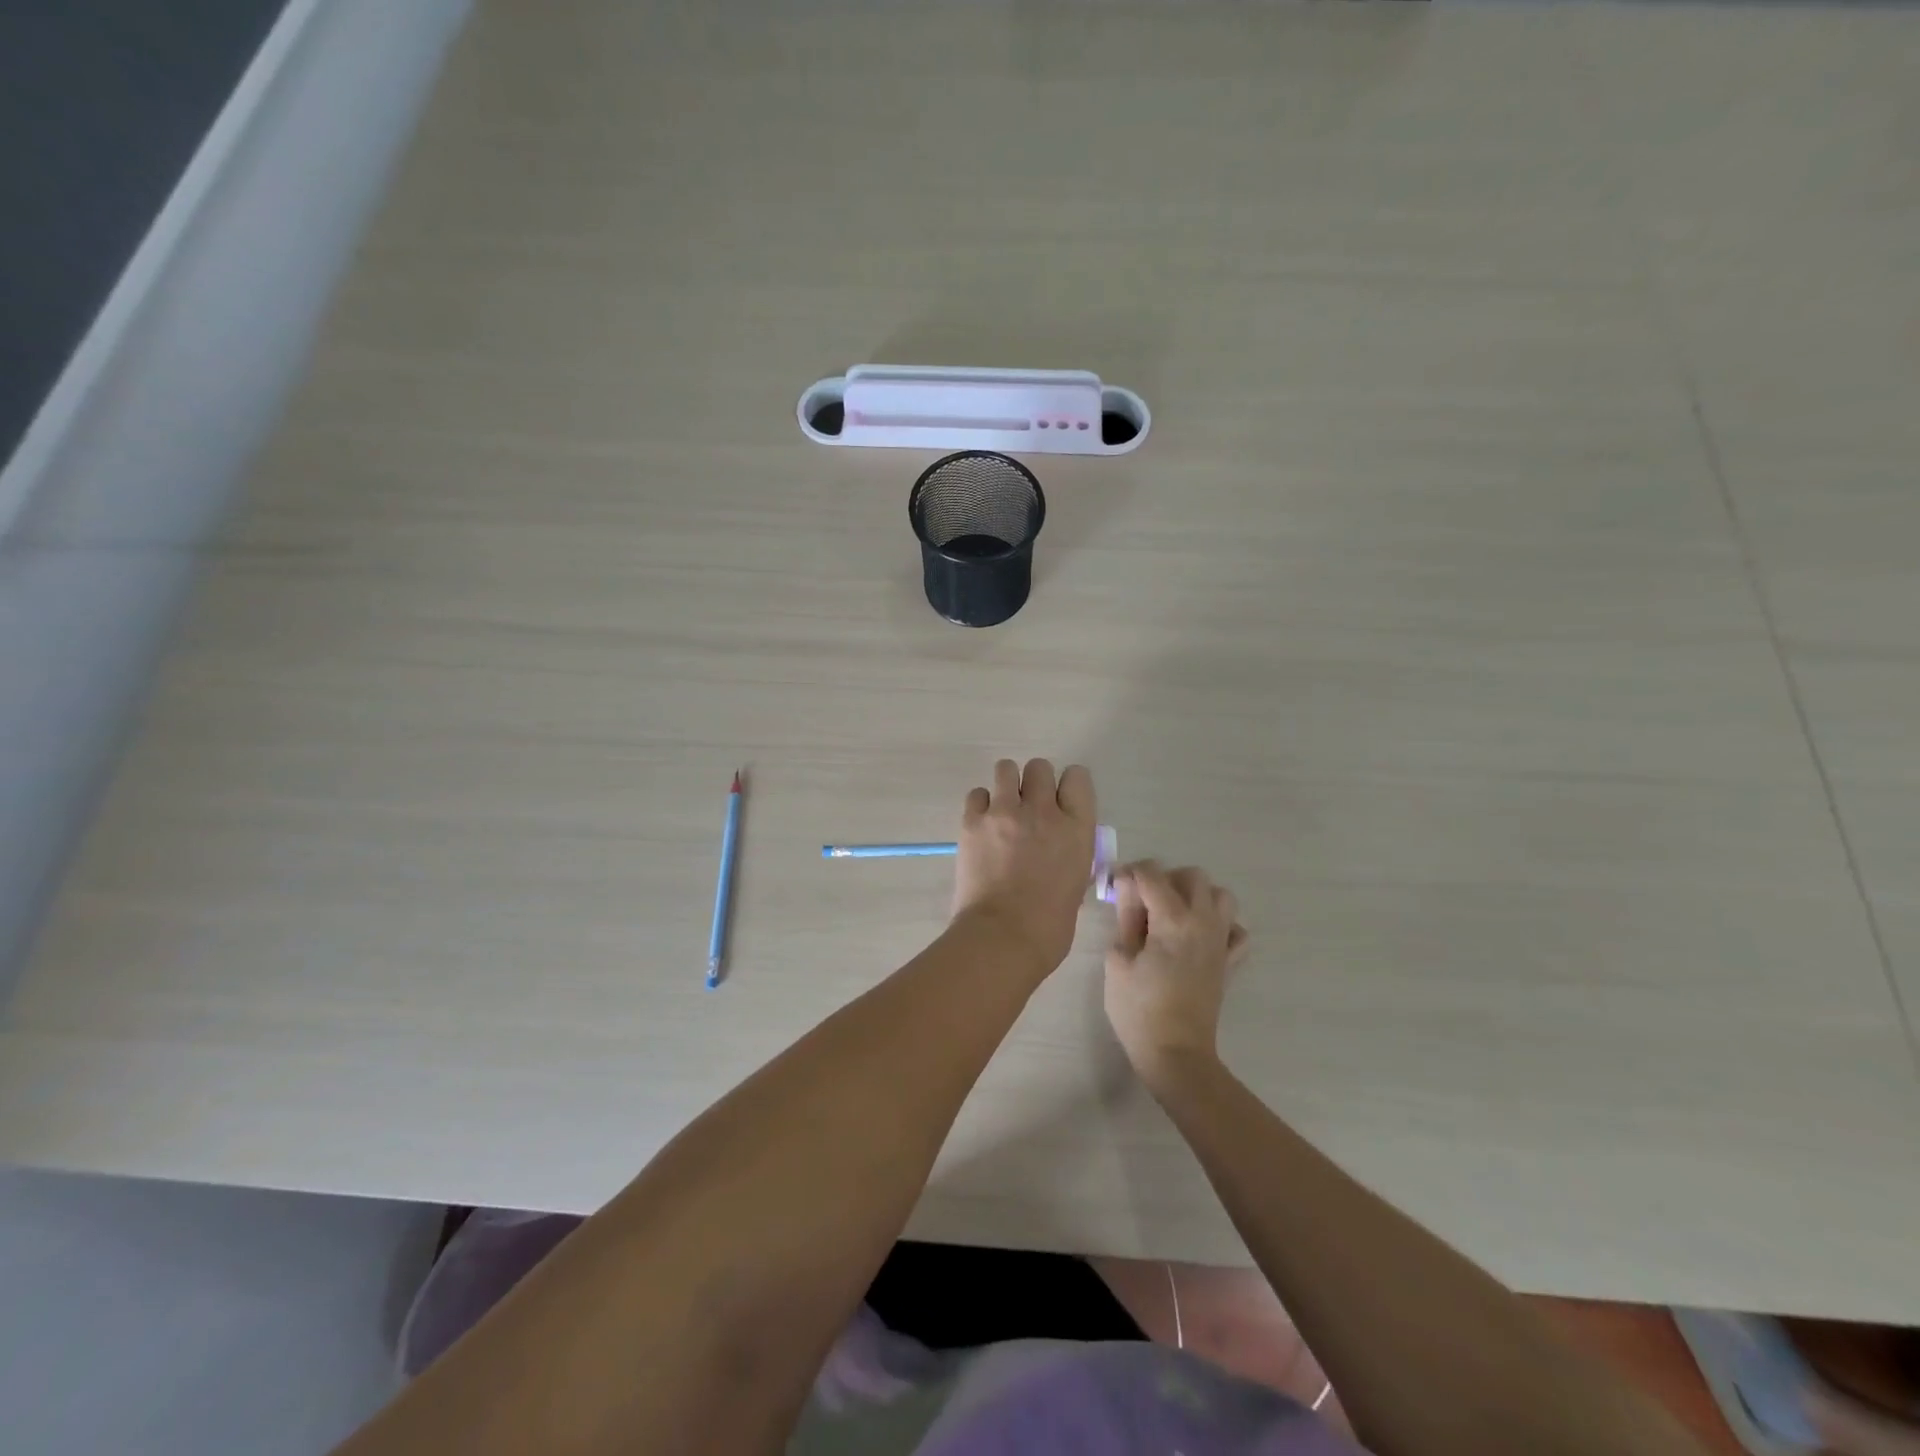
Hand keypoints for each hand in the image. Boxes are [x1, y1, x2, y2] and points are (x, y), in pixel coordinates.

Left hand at [952, 759, 1096, 973]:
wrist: (1003, 937)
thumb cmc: (1049, 925)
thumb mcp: (1076, 882)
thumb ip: (1070, 852)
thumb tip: (1057, 846)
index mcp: (1077, 828)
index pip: (1078, 777)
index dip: (1068, 786)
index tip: (1060, 802)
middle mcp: (1043, 810)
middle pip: (1040, 767)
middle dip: (1035, 783)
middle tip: (1028, 808)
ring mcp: (1005, 812)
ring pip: (1006, 769)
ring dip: (1007, 785)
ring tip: (1002, 810)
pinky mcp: (973, 821)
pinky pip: (977, 794)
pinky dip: (981, 805)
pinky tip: (982, 826)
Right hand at [1103, 861, 1248, 1089]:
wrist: (1176, 1054)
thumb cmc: (1139, 1009)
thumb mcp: (1118, 960)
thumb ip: (1126, 918)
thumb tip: (1128, 891)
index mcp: (1173, 919)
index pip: (1152, 874)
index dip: (1129, 873)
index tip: (1114, 887)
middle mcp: (1203, 922)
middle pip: (1193, 876)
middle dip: (1166, 878)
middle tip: (1144, 901)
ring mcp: (1221, 942)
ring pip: (1221, 896)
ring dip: (1197, 896)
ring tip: (1174, 914)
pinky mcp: (1230, 962)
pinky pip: (1237, 930)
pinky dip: (1222, 926)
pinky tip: (1201, 937)